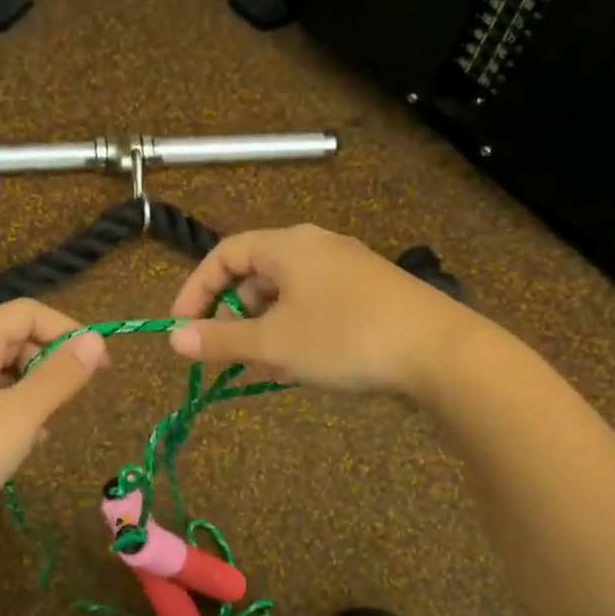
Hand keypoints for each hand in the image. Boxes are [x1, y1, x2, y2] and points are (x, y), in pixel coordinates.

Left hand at [0, 299, 107, 549]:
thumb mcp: (16, 417)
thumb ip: (59, 377)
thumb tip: (95, 341)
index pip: (27, 312)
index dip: (67, 330)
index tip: (100, 366)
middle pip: (12, 339)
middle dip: (49, 363)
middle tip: (73, 402)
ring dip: (32, 393)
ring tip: (47, 431)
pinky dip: (9, 416)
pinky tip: (20, 448)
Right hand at [168, 224, 476, 394]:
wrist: (441, 352)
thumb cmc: (345, 337)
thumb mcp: (274, 343)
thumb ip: (220, 341)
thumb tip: (173, 339)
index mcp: (288, 245)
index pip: (225, 254)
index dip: (196, 290)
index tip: (182, 328)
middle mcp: (316, 248)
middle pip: (256, 276)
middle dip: (234, 318)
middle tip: (227, 356)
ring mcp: (347, 270)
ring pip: (287, 298)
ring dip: (266, 332)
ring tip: (267, 370)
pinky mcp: (370, 295)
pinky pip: (316, 309)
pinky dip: (297, 334)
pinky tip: (302, 368)